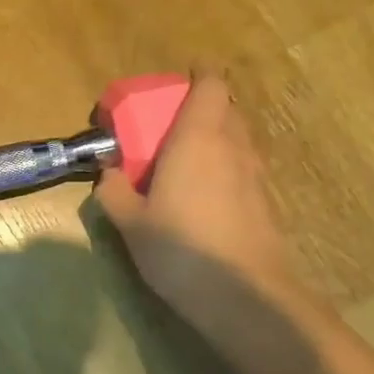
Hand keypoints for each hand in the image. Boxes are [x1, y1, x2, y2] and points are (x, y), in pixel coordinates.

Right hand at [95, 74, 301, 325]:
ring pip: (238, 138)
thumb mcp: (131, 224)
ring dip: (215, 136)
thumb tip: (108, 173)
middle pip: (226, 108)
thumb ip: (114, 192)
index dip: (199, 74)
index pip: (210, 86)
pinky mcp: (265, 203)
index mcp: (198, 139)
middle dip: (201, 106)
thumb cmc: (182, 250)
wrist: (247, 298)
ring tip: (185, 158)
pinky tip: (204, 195)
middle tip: (170, 123)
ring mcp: (255, 175)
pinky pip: (243, 166)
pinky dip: (225, 166)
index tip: (180, 77)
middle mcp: (232, 147)